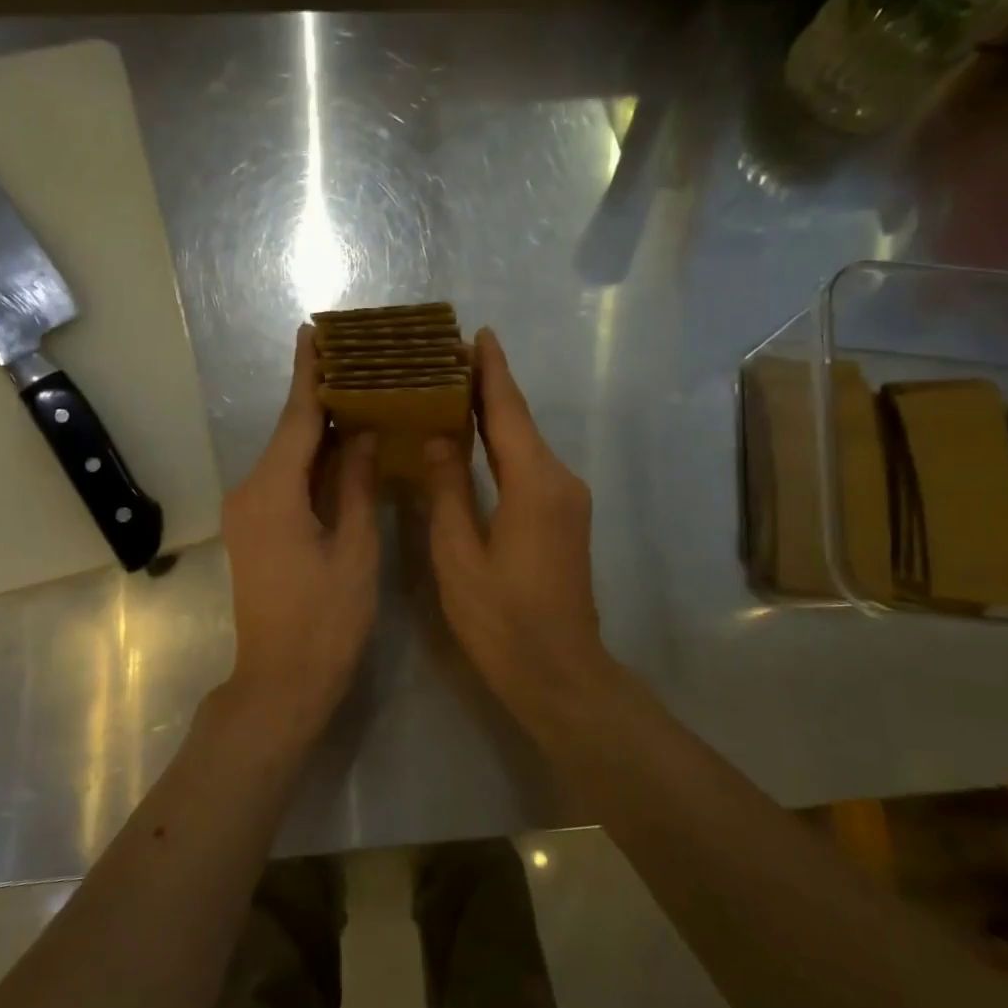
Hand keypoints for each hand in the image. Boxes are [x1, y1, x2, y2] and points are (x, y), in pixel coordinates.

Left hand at [218, 325, 379, 735]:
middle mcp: (250, 492)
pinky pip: (284, 481)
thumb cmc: (326, 620)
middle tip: (357, 361)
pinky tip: (340, 448)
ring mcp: (247, 512)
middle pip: (289, 434)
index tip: (315, 332)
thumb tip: (360, 432)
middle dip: (319, 398)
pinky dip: (311, 461)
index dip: (309, 375)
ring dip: (317, 430)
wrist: (281, 682)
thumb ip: (355, 484)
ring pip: (287, 457)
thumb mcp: (354, 549)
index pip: (296, 419)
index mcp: (273, 492)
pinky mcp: (253, 529)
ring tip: (357, 395)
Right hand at [423, 329, 614, 721]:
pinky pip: (532, 467)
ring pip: (527, 444)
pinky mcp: (566, 518)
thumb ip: (447, 491)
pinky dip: (504, 446)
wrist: (559, 672)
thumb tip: (438, 439)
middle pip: (520, 422)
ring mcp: (568, 500)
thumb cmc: (501, 619)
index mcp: (534, 483)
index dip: (491, 371)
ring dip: (495, 417)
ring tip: (454, 392)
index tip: (477, 334)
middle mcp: (560, 480)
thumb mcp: (459, 555)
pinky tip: (477, 443)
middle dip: (489, 388)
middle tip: (449, 359)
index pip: (508, 411)